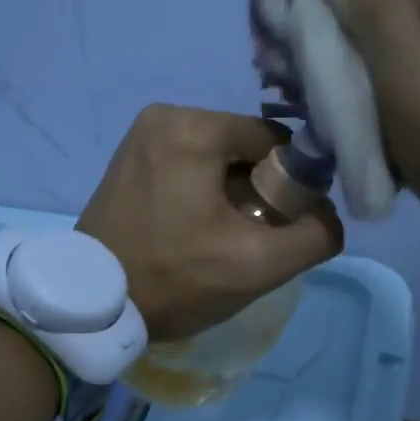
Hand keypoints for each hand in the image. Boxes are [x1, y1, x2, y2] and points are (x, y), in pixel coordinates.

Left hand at [78, 105, 343, 340]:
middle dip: (259, 188)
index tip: (281, 224)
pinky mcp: (128, 156)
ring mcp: (140, 134)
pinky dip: (201, 189)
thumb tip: (328, 216)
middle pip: (244, 147)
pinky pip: (186, 162)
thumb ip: (314, 235)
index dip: (291, 183)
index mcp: (194, 126)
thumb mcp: (258, 265)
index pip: (274, 141)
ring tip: (219, 236)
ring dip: (231, 191)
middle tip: (249, 234)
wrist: (91, 305)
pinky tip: (194, 227)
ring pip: (216, 156)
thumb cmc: (174, 279)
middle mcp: (165, 115)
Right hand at [326, 0, 419, 227]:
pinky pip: (409, 49)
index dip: (340, 32)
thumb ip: (376, 18)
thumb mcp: (408, 82)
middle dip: (354, 50)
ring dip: (368, 66)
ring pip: (390, 32)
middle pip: (380, 11)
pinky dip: (389, 74)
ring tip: (365, 108)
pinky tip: (387, 104)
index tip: (331, 81)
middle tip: (346, 100)